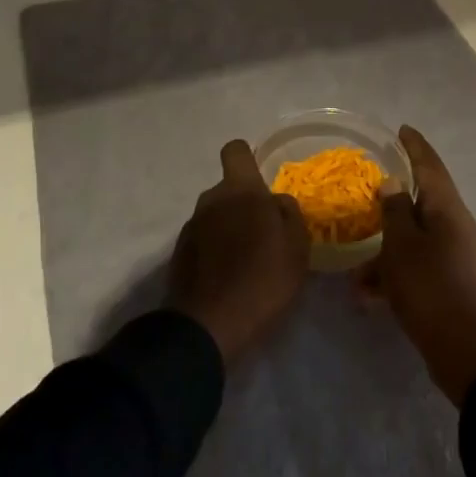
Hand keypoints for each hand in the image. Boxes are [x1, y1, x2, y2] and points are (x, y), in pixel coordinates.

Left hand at [167, 140, 309, 364]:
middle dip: (244, 205)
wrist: (208, 326)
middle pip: (228, 190)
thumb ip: (288, 213)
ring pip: (216, 216)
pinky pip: (204, 241)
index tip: (262, 182)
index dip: (248, 159)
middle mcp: (210, 199)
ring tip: (248, 263)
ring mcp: (190, 227)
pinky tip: (229, 278)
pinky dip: (215, 252)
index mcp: (239, 190)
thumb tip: (276, 201)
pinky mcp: (179, 255)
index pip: (235, 150)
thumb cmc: (262, 279)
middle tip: (266, 236)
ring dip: (230, 230)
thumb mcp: (296, 245)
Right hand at [361, 126, 475, 405]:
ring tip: (359, 280)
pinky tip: (374, 298)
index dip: (416, 147)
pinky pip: (426, 268)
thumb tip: (393, 183)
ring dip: (390, 255)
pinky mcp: (462, 287)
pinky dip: (402, 276)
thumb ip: (395, 211)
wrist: (471, 357)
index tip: (402, 130)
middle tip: (367, 208)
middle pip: (425, 207)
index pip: (432, 168)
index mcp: (451, 212)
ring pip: (421, 244)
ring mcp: (466, 260)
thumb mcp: (402, 249)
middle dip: (392, 213)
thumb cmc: (432, 292)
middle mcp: (463, 229)